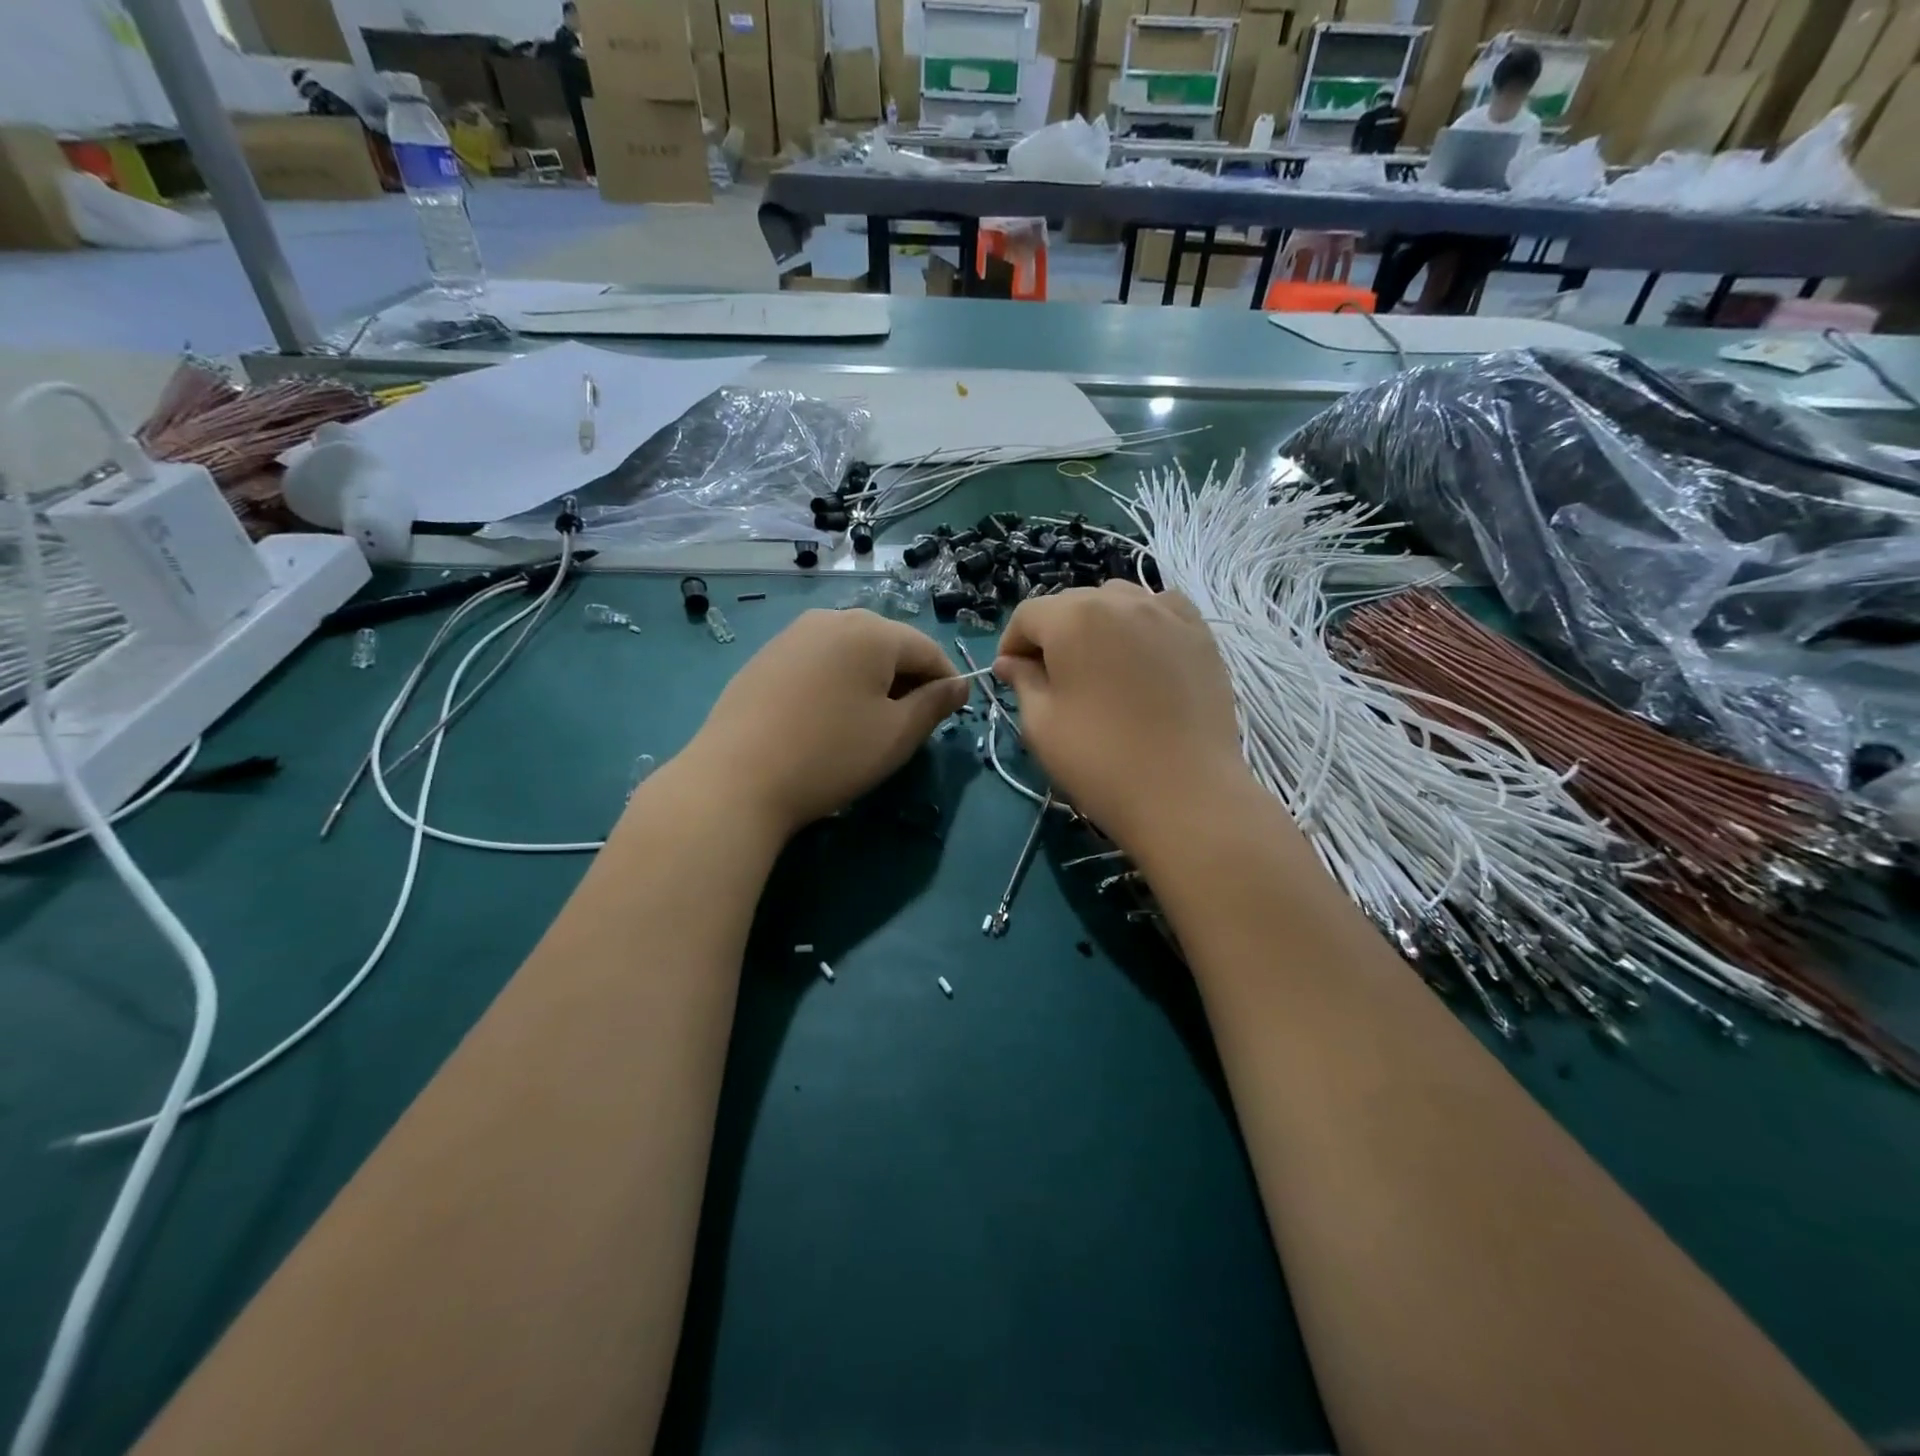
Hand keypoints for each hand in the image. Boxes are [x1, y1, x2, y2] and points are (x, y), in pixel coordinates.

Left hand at [679, 609, 967, 836]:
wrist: (736, 779)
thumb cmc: (831, 755)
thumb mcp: (896, 734)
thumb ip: (935, 704)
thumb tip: (959, 684)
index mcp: (872, 631)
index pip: (927, 649)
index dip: (946, 681)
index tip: (951, 714)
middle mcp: (832, 619)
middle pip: (888, 645)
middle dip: (907, 680)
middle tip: (908, 724)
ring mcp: (793, 635)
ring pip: (852, 653)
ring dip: (871, 681)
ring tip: (866, 723)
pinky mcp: (766, 657)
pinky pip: (819, 661)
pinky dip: (836, 682)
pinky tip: (826, 718)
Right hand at [993, 581, 1249, 849]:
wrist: (1184, 793)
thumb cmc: (1100, 759)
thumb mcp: (1041, 724)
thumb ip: (1022, 681)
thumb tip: (1011, 662)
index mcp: (1073, 618)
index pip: (1027, 615)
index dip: (1011, 644)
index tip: (1010, 677)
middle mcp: (1120, 601)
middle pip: (1072, 603)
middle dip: (1052, 634)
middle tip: (1050, 678)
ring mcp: (1166, 614)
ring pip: (1117, 601)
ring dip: (1096, 624)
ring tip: (1097, 665)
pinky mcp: (1200, 635)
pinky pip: (1161, 610)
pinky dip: (1142, 622)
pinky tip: (1142, 654)